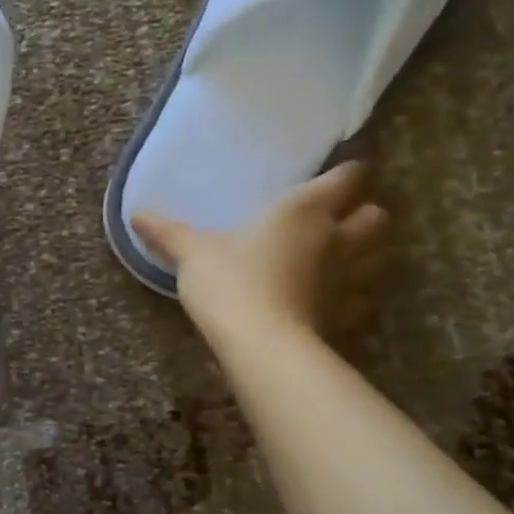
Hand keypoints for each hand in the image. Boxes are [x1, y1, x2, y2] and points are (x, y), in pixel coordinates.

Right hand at [132, 162, 387, 346]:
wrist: (261, 344)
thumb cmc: (230, 282)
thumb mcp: (192, 253)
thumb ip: (168, 231)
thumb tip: (136, 213)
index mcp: (303, 210)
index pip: (347, 177)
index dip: (348, 170)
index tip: (340, 168)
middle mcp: (336, 238)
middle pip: (376, 215)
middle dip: (364, 212)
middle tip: (339, 215)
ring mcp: (347, 279)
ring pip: (377, 256)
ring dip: (365, 252)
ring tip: (338, 255)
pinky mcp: (345, 315)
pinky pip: (360, 298)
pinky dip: (350, 294)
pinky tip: (328, 298)